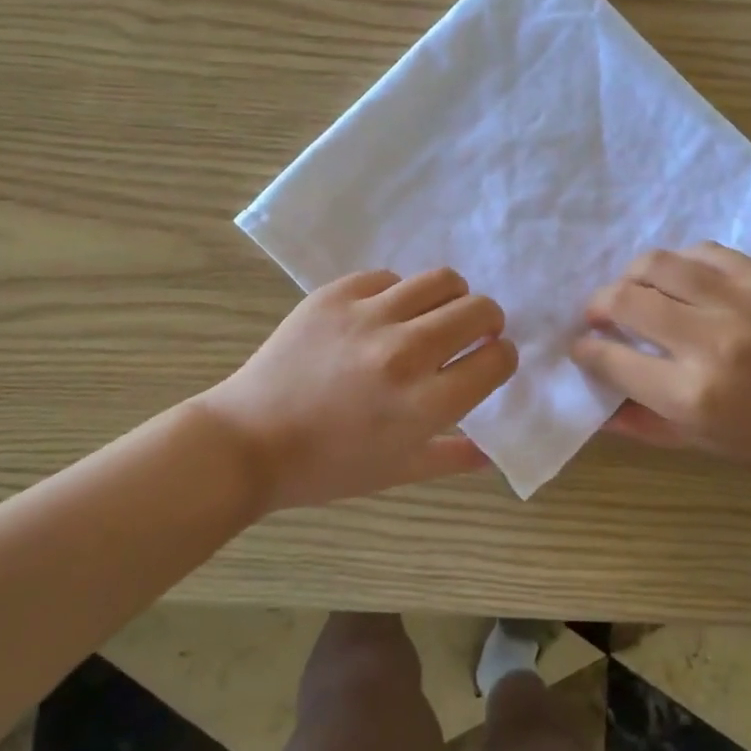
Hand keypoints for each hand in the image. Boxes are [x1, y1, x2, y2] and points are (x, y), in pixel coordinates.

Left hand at [200, 267, 517, 512]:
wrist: (247, 441)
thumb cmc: (326, 467)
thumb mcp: (397, 472)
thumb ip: (452, 458)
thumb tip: (492, 453)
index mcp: (425, 404)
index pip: (496, 360)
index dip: (502, 357)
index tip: (492, 360)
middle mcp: (405, 353)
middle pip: (478, 310)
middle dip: (488, 321)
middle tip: (473, 334)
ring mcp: (368, 317)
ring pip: (441, 281)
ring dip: (450, 298)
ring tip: (435, 315)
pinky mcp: (335, 295)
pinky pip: (388, 278)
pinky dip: (397, 295)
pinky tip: (383, 316)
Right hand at [570, 243, 750, 490]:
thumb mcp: (700, 446)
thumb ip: (641, 425)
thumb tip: (594, 407)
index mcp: (689, 394)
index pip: (611, 359)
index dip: (585, 350)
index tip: (582, 347)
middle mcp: (707, 341)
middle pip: (624, 300)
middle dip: (597, 306)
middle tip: (599, 317)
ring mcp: (738, 303)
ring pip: (658, 263)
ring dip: (631, 275)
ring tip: (633, 290)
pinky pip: (704, 252)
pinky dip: (680, 262)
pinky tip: (679, 278)